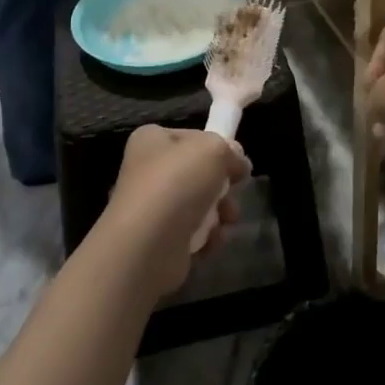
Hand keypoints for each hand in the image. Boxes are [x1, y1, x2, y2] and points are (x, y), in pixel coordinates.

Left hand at [100, 126, 250, 298]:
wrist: (146, 247)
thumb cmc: (176, 184)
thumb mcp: (213, 150)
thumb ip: (230, 150)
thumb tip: (239, 162)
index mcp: (152, 140)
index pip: (193, 137)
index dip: (218, 147)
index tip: (238, 162)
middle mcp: (148, 171)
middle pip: (198, 173)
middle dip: (222, 186)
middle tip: (234, 192)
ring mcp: (152, 207)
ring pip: (200, 204)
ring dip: (220, 213)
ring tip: (227, 220)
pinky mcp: (159, 241)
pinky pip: (193, 233)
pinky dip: (207, 237)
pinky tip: (211, 241)